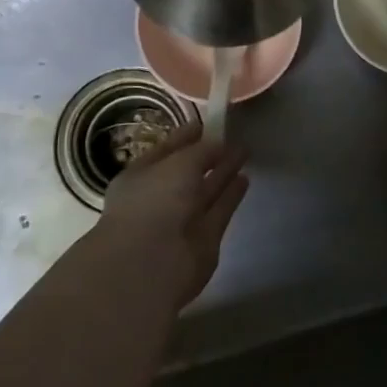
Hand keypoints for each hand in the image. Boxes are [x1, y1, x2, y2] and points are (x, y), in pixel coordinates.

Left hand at [99, 119, 248, 306]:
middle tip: (232, 136)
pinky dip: (231, 195)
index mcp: (141, 176)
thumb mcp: (178, 163)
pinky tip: (245, 179)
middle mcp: (160, 197)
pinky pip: (220, 209)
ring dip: (224, 173)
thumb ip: (202, 150)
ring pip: (206, 190)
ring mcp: (182, 219)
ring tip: (244, 153)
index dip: (187, 136)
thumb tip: (219, 143)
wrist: (152, 263)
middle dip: (209, 154)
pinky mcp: (204, 238)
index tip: (208, 122)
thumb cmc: (154, 202)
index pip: (167, 150)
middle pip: (189, 171)